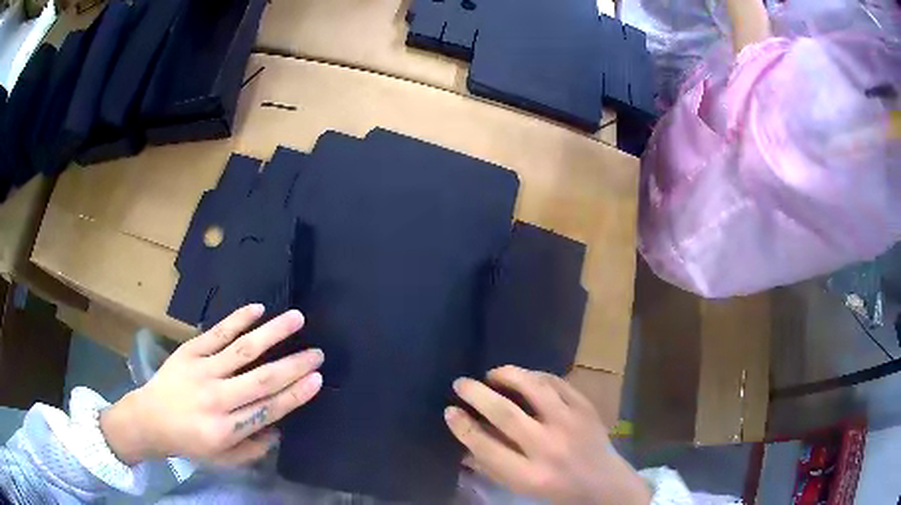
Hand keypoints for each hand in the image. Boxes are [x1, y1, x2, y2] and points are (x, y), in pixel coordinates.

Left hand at [100, 305, 323, 465]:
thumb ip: (254, 447)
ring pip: (242, 349)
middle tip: (317, 352)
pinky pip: (216, 332)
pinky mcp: (189, 351)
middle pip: (261, 379)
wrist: (150, 418)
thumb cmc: (190, 442)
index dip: (295, 394)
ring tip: (297, 318)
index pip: (267, 409)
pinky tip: (258, 308)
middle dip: (293, 365)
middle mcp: (216, 399)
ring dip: (272, 333)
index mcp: (226, 429)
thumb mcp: (224, 459)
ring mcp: (201, 370)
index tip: (317, 379)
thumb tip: (279, 426)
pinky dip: (238, 319)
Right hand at [445, 366, 650, 504]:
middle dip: (477, 394)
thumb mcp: (519, 487)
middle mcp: (548, 447)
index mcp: (529, 475)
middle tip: (460, 383)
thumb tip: (464, 436)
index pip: (486, 447)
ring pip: (534, 388)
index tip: (450, 411)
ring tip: (492, 374)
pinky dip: (536, 375)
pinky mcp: (586, 408)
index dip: (463, 427)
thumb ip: (491, 464)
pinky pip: (557, 383)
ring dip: (508, 375)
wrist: (603, 482)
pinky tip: (524, 377)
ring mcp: (571, 423)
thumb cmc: (556, 489)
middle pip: (505, 413)